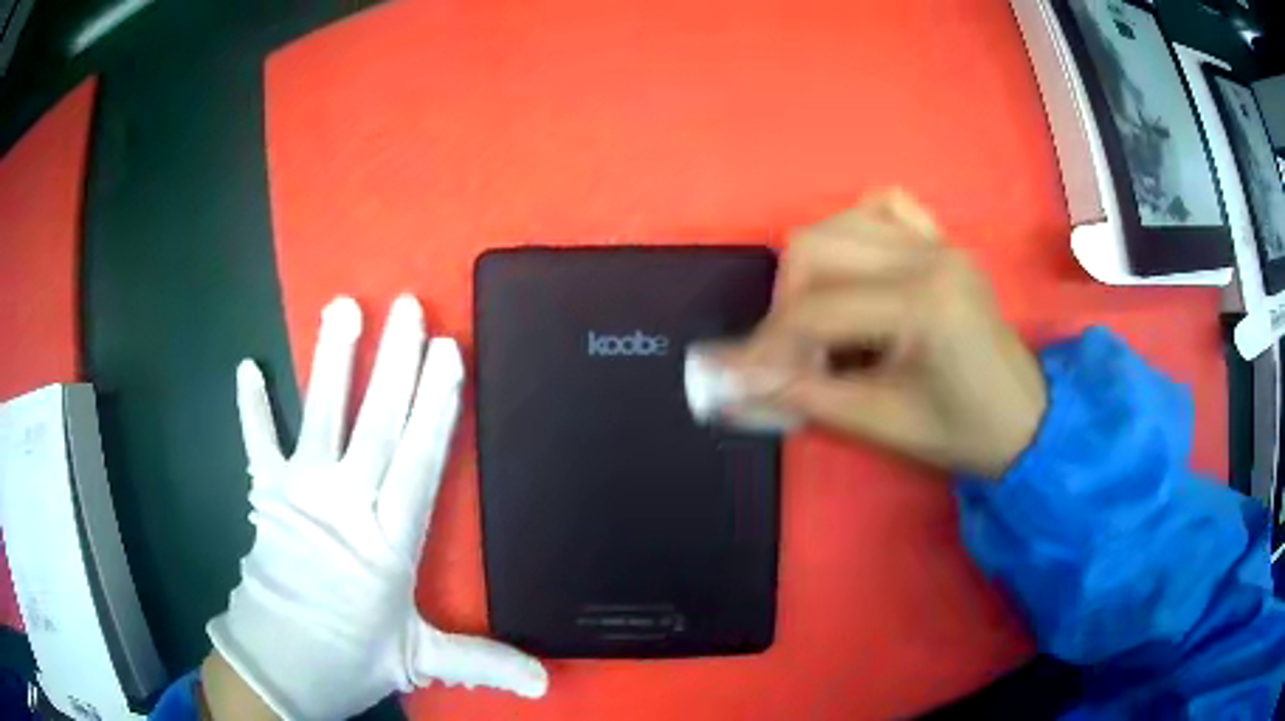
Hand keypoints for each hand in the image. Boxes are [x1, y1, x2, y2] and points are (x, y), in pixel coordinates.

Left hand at [206, 295, 546, 720]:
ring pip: (320, 418)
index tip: (446, 354)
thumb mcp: (419, 660)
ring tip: (343, 306)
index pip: (418, 462)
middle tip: (409, 308)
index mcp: (388, 543)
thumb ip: (481, 661)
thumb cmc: (350, 657)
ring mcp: (301, 496)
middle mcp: (346, 507)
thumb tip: (546, 682)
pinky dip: (251, 409)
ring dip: (331, 362)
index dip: (434, 406)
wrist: (278, 666)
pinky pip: (257, 444)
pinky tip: (247, 368)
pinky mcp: (267, 497)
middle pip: (376, 426)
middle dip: (395, 365)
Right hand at [714, 191, 1045, 478]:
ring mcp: (938, 241)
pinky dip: (853, 233)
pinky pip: (884, 208)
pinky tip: (856, 270)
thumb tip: (732, 388)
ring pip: (840, 223)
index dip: (766, 345)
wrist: (1025, 420)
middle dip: (786, 303)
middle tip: (790, 354)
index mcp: (924, 304)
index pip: (818, 309)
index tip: (734, 375)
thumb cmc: (962, 433)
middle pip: (817, 247)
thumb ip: (804, 398)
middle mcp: (928, 256)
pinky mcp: (942, 241)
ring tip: (820, 320)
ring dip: (811, 270)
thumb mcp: (882, 424)